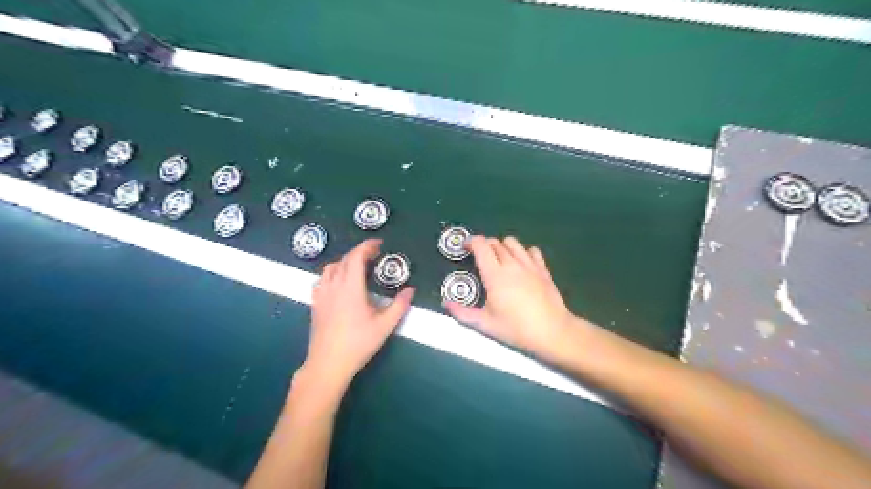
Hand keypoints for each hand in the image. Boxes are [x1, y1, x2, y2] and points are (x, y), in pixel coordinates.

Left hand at [306, 236, 414, 388]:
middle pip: (344, 260)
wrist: (328, 364)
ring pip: (331, 268)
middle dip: (359, 253)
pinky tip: (339, 284)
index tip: (378, 244)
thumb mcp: (384, 326)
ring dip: (345, 262)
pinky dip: (333, 274)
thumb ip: (399, 305)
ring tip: (358, 267)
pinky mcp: (315, 304)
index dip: (367, 246)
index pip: (356, 257)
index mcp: (350, 287)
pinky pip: (322, 280)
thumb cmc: (358, 343)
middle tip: (374, 255)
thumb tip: (411, 290)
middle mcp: (333, 286)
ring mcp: (321, 294)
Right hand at [449, 235, 576, 359]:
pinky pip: (532, 251)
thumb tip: (446, 304)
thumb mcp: (486, 324)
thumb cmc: (516, 329)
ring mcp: (529, 265)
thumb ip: (463, 313)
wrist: (552, 331)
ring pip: (513, 243)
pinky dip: (523, 252)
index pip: (480, 245)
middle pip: (495, 242)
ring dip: (503, 246)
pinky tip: (521, 264)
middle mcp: (511, 264)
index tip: (465, 248)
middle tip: (480, 259)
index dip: (470, 242)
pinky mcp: (543, 269)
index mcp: (495, 275)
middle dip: (484, 246)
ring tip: (500, 260)